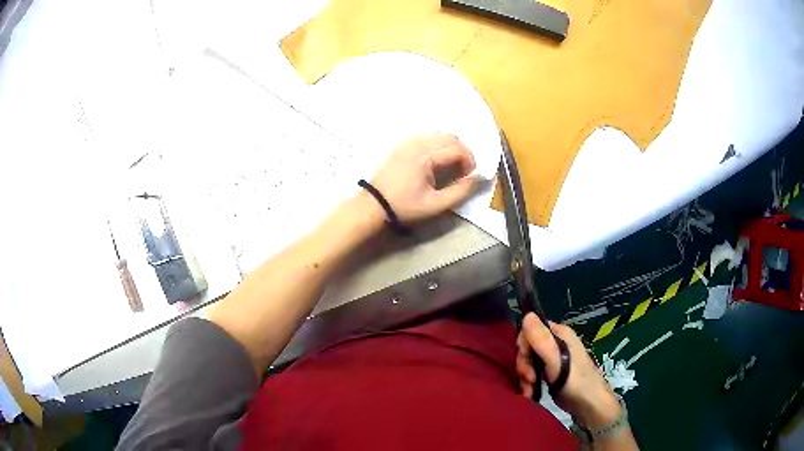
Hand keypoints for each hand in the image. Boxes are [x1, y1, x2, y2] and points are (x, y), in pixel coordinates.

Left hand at [369, 134, 478, 222]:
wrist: (374, 204)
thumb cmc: (405, 206)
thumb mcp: (435, 204)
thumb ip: (460, 191)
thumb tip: (476, 179)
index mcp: (426, 156)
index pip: (458, 149)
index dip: (470, 161)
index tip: (470, 176)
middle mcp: (418, 143)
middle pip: (450, 137)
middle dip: (463, 152)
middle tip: (463, 171)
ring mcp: (408, 142)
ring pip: (439, 135)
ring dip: (450, 147)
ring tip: (450, 166)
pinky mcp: (402, 145)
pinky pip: (426, 136)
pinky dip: (437, 144)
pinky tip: (435, 161)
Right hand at [517, 313, 622, 429]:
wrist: (589, 405)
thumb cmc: (576, 381)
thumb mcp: (557, 360)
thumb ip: (542, 340)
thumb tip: (527, 314)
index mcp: (559, 334)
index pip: (531, 330)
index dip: (524, 346)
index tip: (526, 362)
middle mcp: (556, 343)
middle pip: (528, 347)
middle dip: (524, 365)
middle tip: (530, 379)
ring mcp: (553, 359)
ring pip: (528, 362)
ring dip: (525, 377)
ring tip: (530, 390)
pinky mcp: (551, 373)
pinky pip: (532, 372)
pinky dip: (528, 383)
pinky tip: (531, 393)